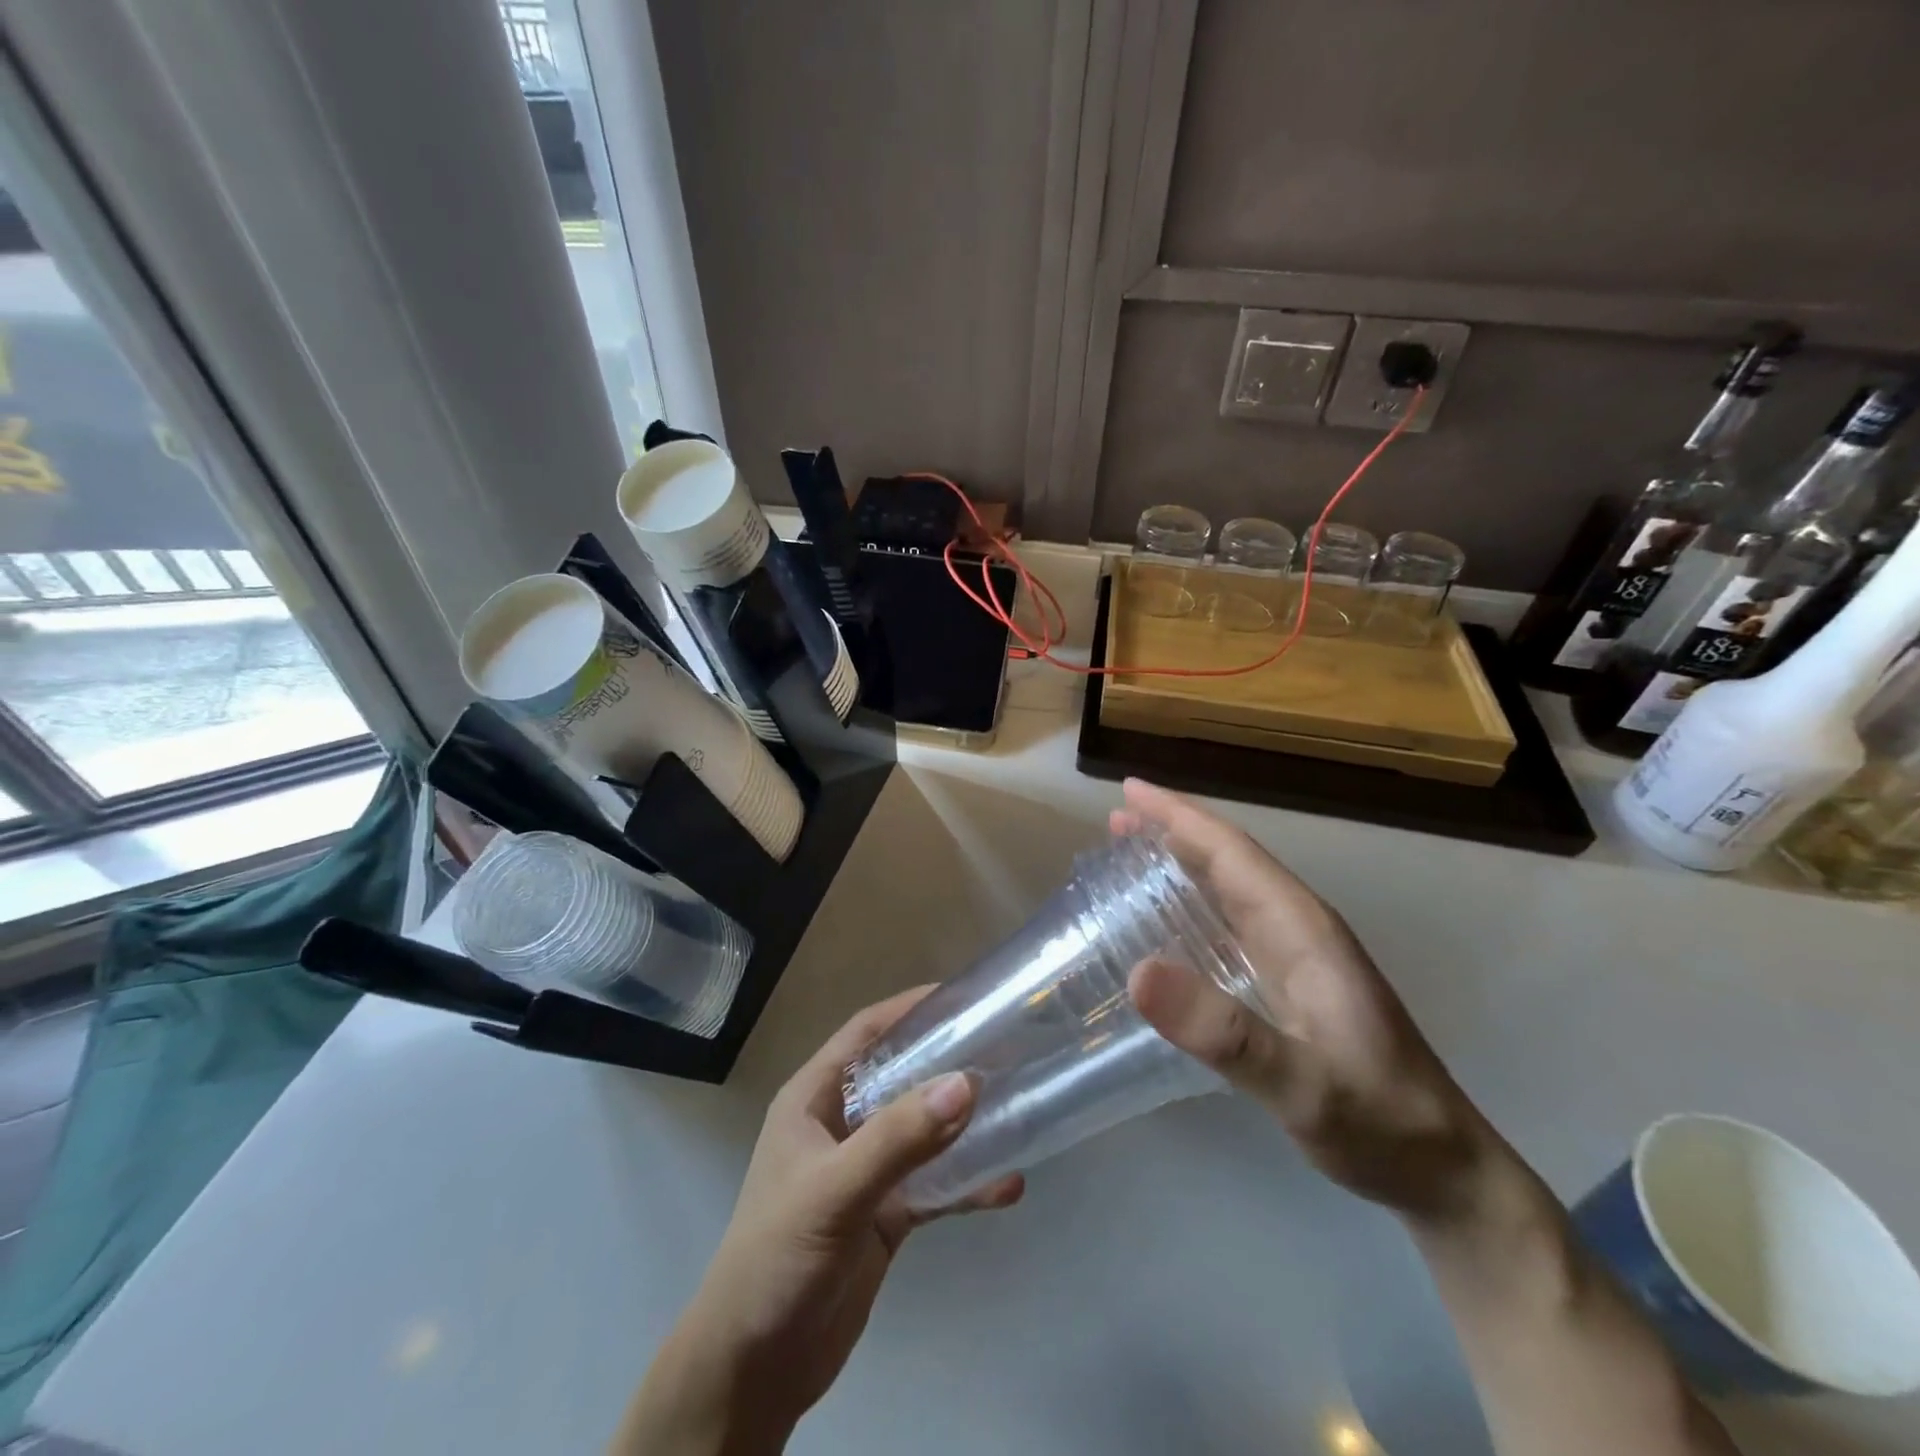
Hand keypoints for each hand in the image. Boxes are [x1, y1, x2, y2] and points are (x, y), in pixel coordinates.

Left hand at [613, 989, 1023, 1455]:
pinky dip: (966, 1183)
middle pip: (901, 1076)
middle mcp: (840, 1125)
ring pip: (922, 1131)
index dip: (907, 1009)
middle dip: (946, 1061)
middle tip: (1003, 1046)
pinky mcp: (884, 1216)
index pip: (864, 1033)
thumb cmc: (778, 1258)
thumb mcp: (835, 1190)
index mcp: (814, 1099)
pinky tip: (1007, 1185)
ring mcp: (864, 1172)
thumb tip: (966, 1083)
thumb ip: (899, 1138)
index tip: (961, 996)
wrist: (753, 1370)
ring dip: (963, 1122)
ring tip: (1015, 1103)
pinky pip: (933, 1185)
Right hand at [1115, 779, 1491, 1221]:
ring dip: (1181, 862)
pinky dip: (1193, 904)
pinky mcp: (1291, 984)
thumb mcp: (1301, 1084)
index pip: (1232, 852)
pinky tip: (1169, 921)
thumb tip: (1138, 972)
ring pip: (1230, 888)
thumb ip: (1224, 1033)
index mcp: (1301, 928)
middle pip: (1229, 860)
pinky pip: (1231, 923)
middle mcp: (1298, 929)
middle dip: (1172, 830)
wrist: (1443, 1168)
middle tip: (1115, 818)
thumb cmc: (1377, 1120)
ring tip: (1130, 851)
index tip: (1130, 790)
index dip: (1179, 816)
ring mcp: (1297, 957)